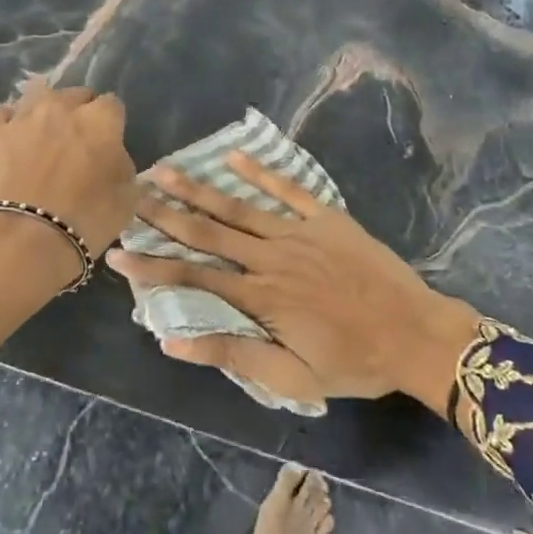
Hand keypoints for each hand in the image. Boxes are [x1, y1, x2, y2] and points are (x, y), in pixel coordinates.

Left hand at [0, 79, 138, 255]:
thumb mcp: (126, 200)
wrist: (20, 242)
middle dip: (78, 113)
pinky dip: (6, 124)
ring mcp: (21, 117)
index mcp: (100, 120)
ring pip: (36, 97)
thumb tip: (112, 157)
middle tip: (76, 143)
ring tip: (40, 138)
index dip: (111, 123)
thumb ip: (123, 167)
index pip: (112, 104)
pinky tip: (8, 141)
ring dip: (43, 112)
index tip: (107, 144)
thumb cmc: (84, 222)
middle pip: (74, 95)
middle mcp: (61, 107)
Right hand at [106, 154, 479, 411]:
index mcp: (260, 297)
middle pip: (207, 233)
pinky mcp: (325, 217)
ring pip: (238, 207)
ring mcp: (298, 232)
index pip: (193, 278)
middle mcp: (270, 258)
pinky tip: (231, 156)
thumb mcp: (292, 377)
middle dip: (164, 214)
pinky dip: (259, 172)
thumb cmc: (353, 363)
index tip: (116, 252)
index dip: (151, 266)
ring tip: (164, 169)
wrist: (415, 334)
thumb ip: (232, 355)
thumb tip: (172, 341)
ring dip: (198, 188)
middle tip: (130, 192)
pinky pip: (287, 189)